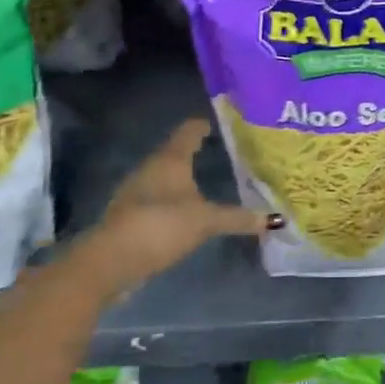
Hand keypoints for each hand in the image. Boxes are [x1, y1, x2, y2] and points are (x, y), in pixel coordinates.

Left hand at [76, 118, 271, 298]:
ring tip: (208, 179)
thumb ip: (238, 218)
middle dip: (197, 151)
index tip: (223, 122)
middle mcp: (151, 168)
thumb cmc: (160, 226)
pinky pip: (157, 198)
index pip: (189, 130)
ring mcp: (137, 191)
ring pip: (165, 175)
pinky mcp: (130, 215)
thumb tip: (274, 219)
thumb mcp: (205, 221)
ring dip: (184, 177)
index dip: (205, 124)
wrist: (109, 261)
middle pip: (176, 151)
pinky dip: (173, 199)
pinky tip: (186, 209)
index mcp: (170, 159)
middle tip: (225, 152)